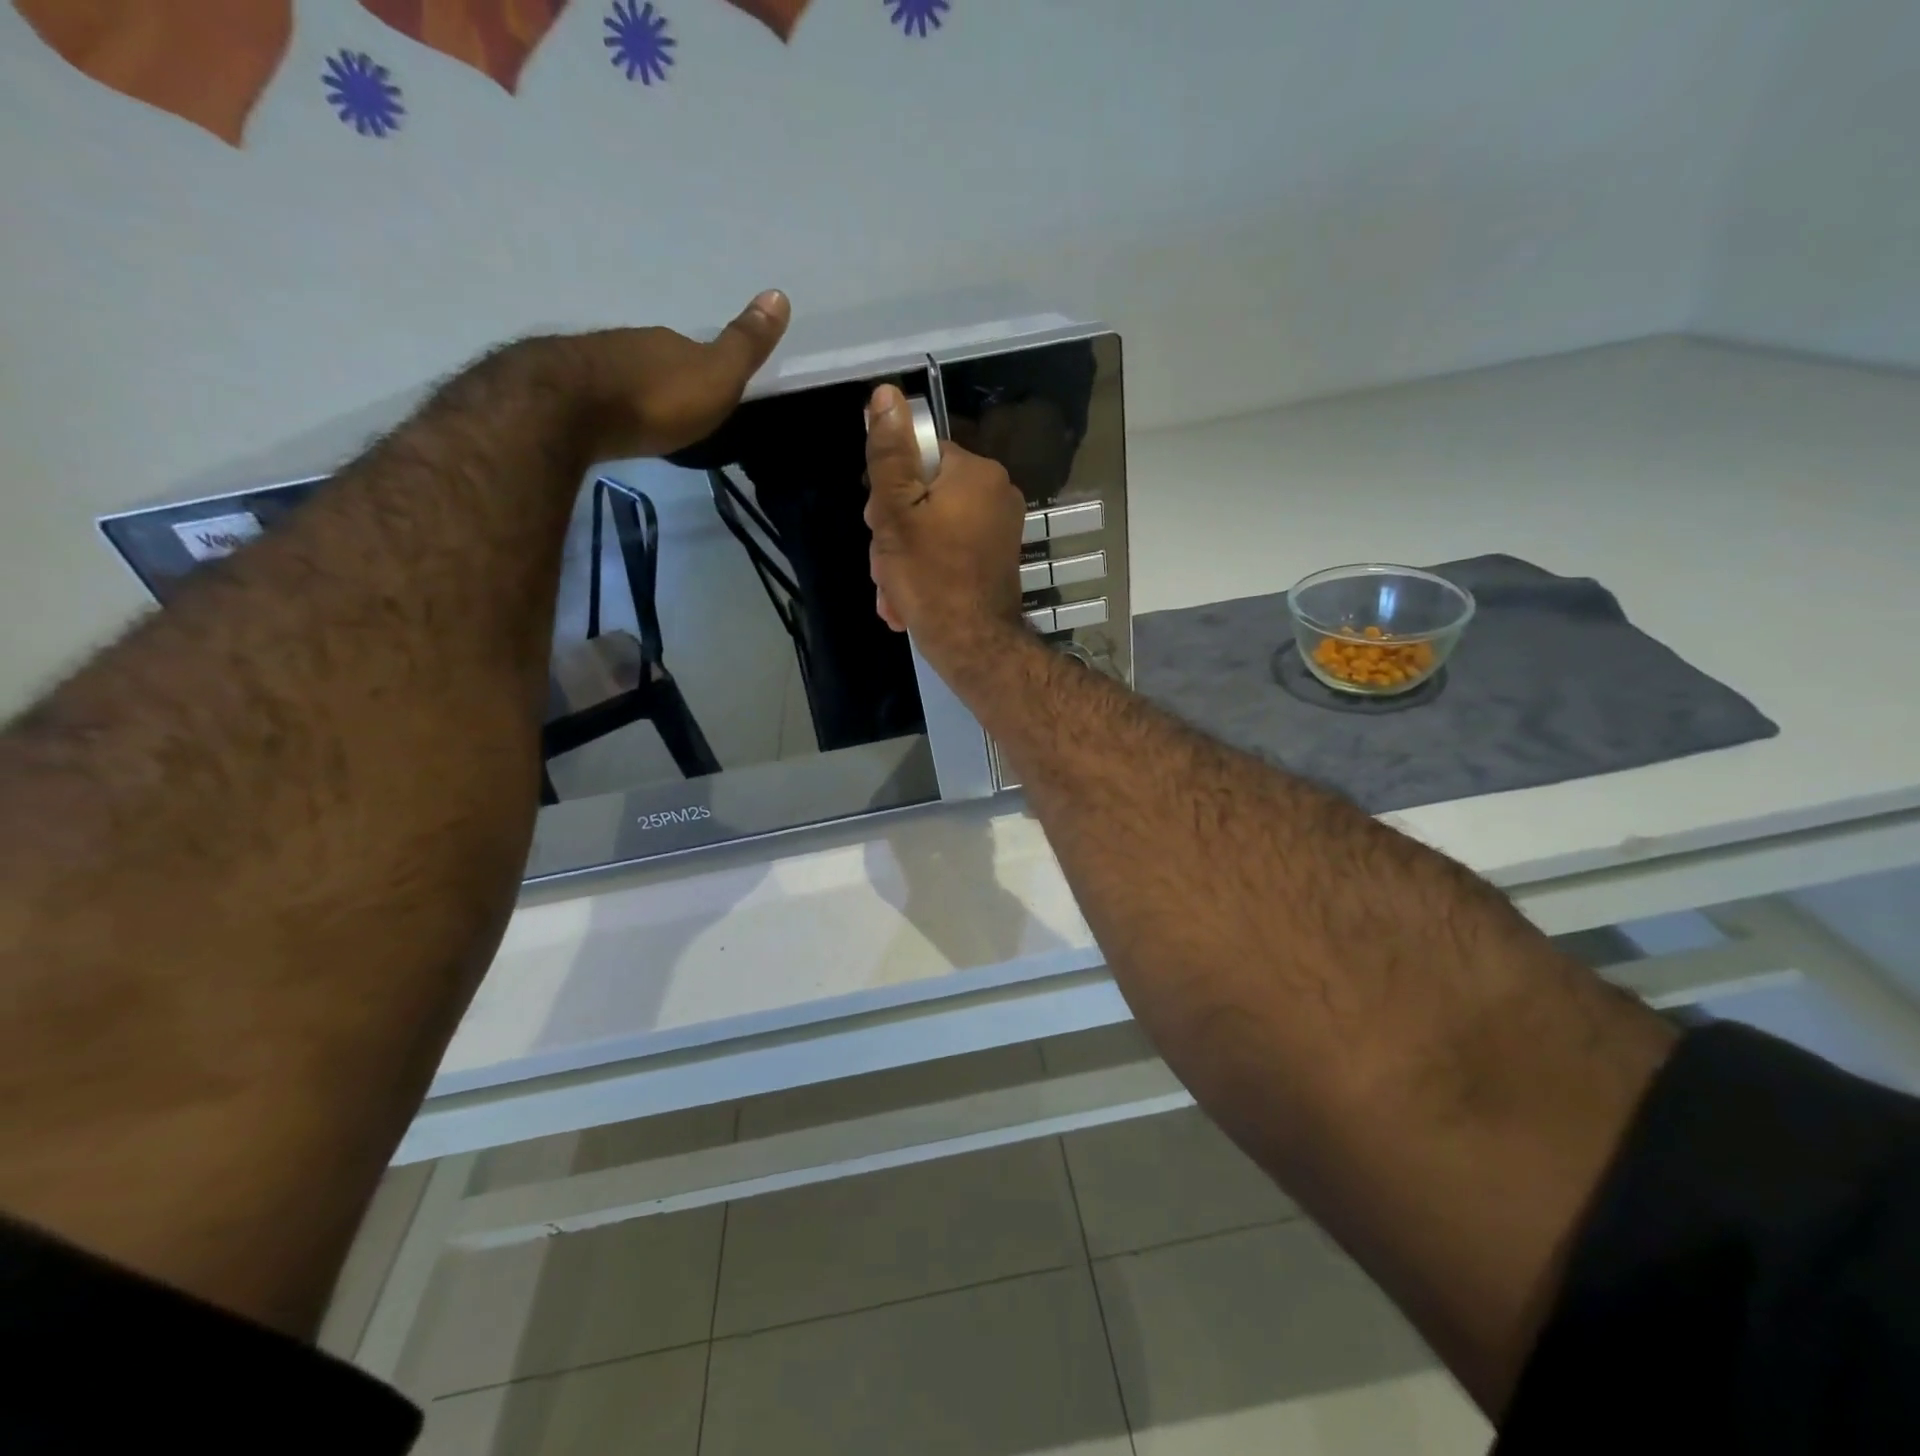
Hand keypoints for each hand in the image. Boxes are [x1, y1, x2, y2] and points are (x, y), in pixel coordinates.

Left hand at [558, 289, 790, 459]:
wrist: (572, 409)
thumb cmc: (656, 399)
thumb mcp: (716, 377)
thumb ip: (744, 345)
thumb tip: (779, 294)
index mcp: (670, 343)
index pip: (693, 350)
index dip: (704, 368)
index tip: (711, 392)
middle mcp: (631, 343)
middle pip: (656, 360)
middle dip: (667, 378)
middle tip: (678, 408)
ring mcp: (594, 361)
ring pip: (624, 373)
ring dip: (635, 391)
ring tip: (644, 419)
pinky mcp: (563, 387)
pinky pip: (595, 393)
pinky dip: (608, 405)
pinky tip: (609, 422)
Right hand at [864, 383, 1027, 682]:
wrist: (973, 646)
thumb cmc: (930, 577)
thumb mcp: (895, 512)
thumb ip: (889, 454)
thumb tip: (886, 395)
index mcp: (975, 473)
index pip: (919, 458)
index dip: (889, 492)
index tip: (876, 525)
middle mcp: (997, 493)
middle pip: (926, 496)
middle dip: (895, 533)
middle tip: (883, 565)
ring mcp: (1000, 529)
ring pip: (934, 529)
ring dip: (904, 559)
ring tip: (893, 593)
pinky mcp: (997, 560)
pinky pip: (951, 553)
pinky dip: (927, 573)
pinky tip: (908, 602)